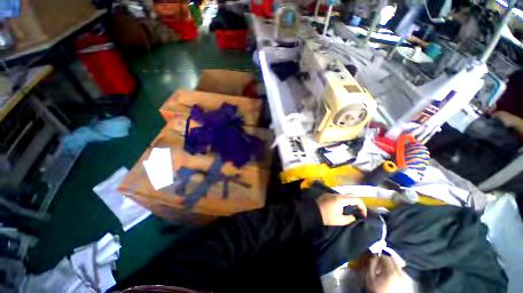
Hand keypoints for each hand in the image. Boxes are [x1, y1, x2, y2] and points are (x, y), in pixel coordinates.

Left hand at [316, 194, 366, 225]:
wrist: (312, 211)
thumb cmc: (326, 216)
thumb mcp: (340, 220)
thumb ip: (350, 218)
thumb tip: (355, 217)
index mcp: (341, 199)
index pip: (356, 199)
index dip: (363, 207)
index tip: (364, 215)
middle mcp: (337, 194)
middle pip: (351, 195)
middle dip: (358, 203)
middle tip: (360, 212)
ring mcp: (331, 194)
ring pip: (345, 195)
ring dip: (351, 201)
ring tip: (353, 210)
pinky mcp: (328, 195)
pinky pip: (339, 196)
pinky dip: (344, 201)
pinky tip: (344, 207)